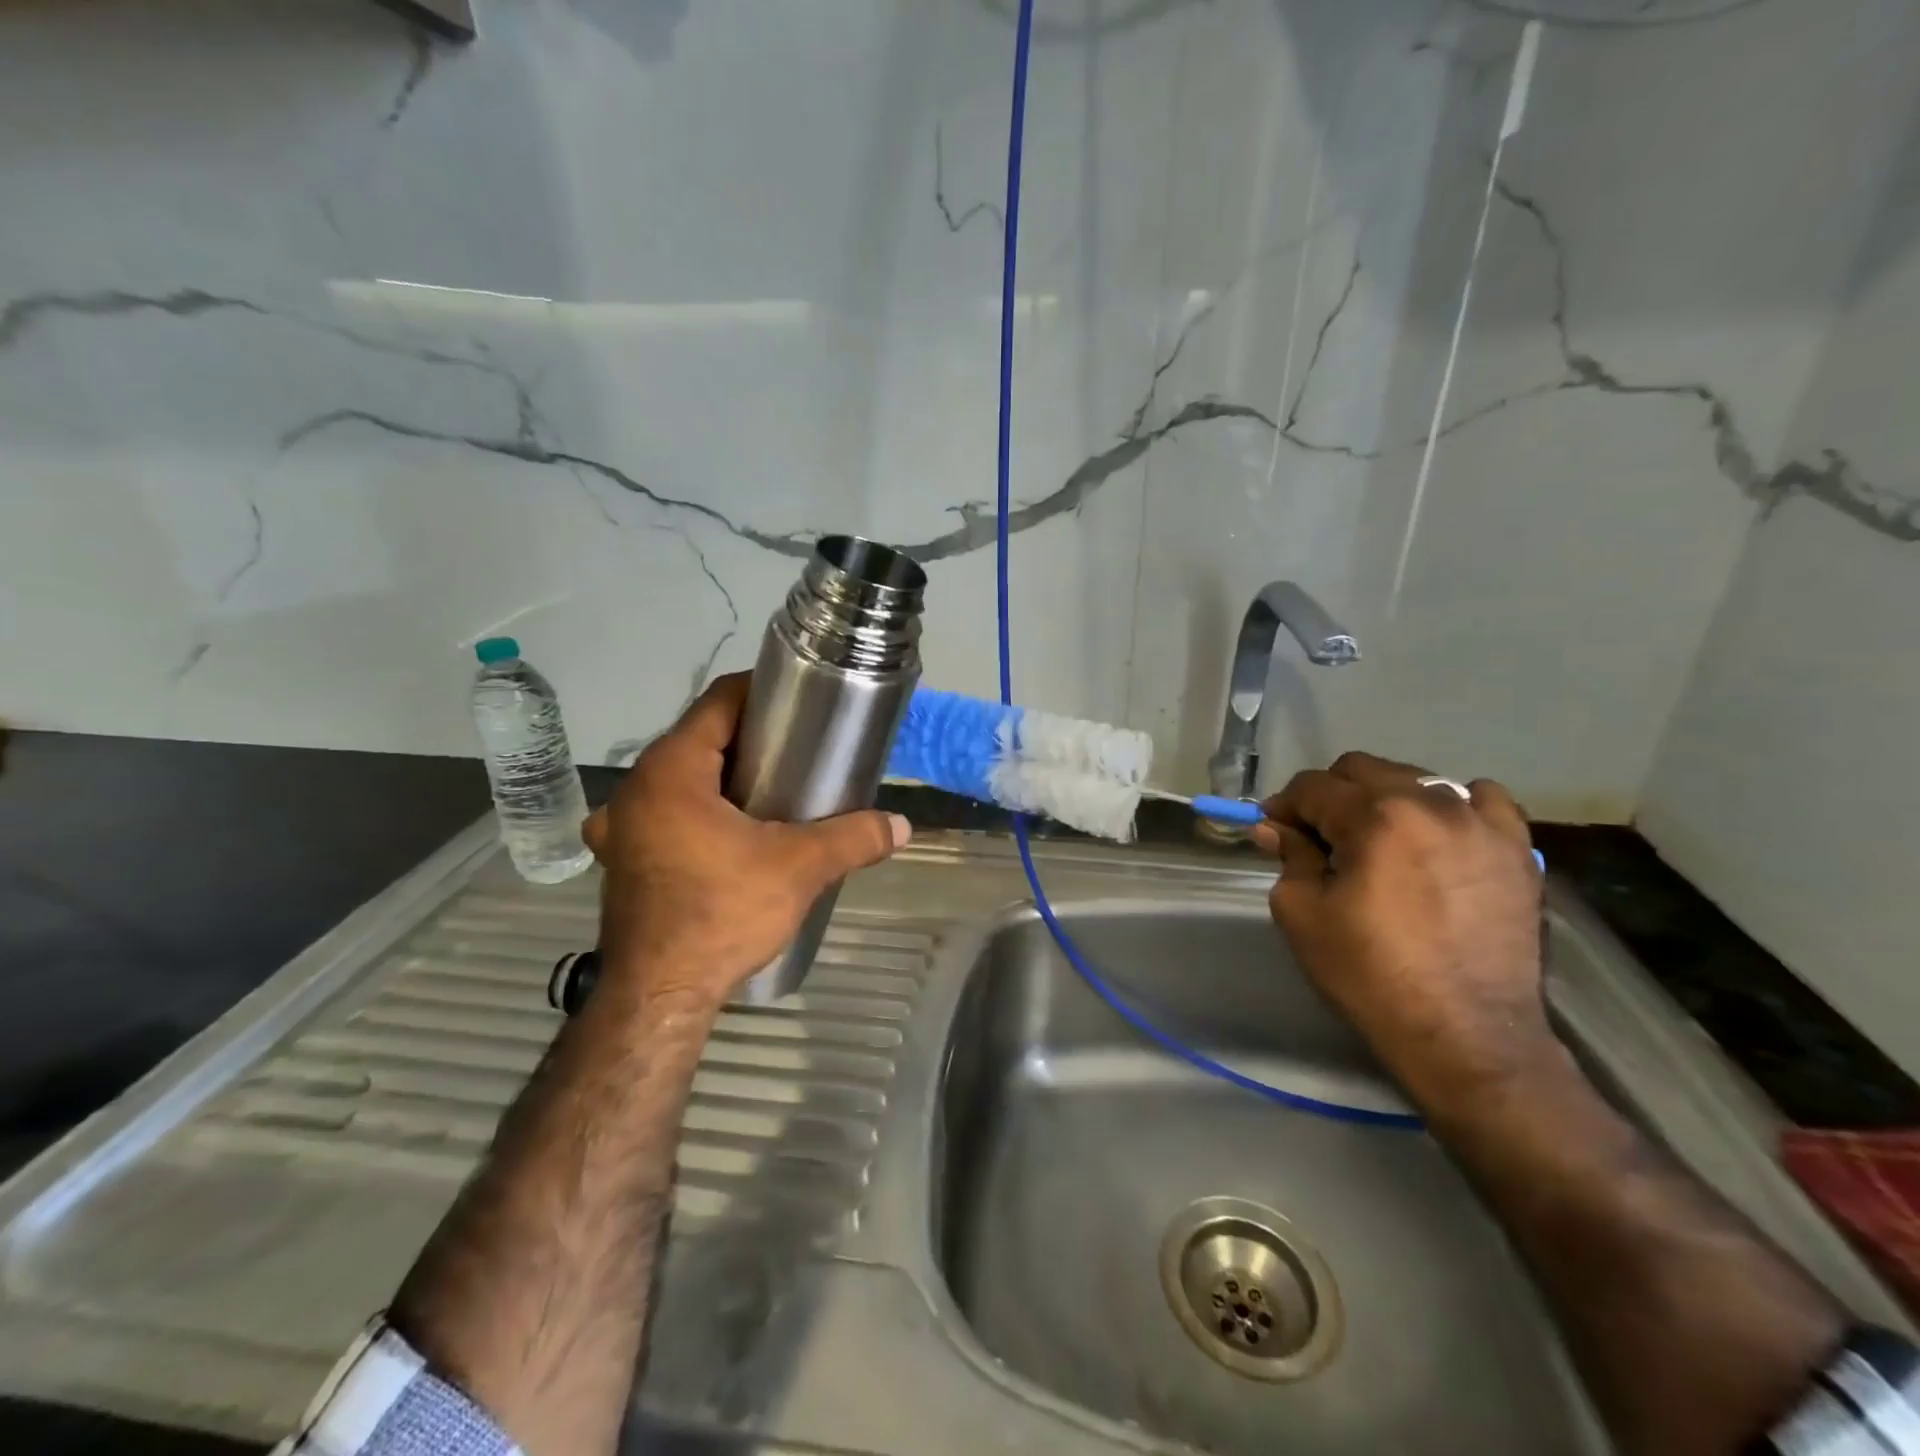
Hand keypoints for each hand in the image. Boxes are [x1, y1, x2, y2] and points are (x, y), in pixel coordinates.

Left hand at [583, 672, 910, 1010]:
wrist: (659, 997)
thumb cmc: (721, 913)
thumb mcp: (799, 868)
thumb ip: (852, 838)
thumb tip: (901, 826)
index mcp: (670, 771)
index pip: (717, 703)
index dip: (761, 692)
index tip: (800, 698)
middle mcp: (636, 789)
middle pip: (700, 740)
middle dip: (749, 739)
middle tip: (799, 748)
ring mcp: (623, 827)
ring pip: (682, 779)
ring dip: (723, 777)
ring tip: (772, 790)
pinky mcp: (624, 860)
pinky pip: (666, 815)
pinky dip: (699, 812)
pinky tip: (731, 835)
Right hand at [1250, 752, 1551, 1110]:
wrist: (1466, 1035)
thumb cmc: (1369, 974)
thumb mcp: (1303, 913)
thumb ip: (1289, 856)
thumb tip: (1272, 827)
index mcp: (1375, 817)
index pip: (1313, 786)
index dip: (1284, 806)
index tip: (1275, 831)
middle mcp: (1431, 804)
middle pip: (1362, 769)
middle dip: (1330, 795)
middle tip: (1320, 837)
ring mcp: (1482, 823)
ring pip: (1417, 779)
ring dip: (1385, 799)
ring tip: (1379, 841)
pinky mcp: (1517, 849)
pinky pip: (1483, 799)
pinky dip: (1453, 806)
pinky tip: (1439, 835)